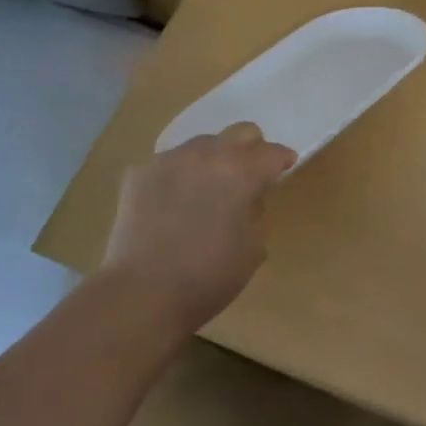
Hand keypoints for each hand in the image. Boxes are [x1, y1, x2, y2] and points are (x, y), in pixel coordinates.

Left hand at [100, 122, 296, 334]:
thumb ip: (257, 210)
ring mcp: (171, 159)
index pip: (272, 152)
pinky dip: (179, 175)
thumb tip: (248, 197)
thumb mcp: (254, 247)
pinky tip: (173, 201)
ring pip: (203, 144)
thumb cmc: (209, 276)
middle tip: (249, 174)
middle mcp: (208, 154)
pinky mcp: (140, 171)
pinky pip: (170, 162)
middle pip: (241, 132)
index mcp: (242, 172)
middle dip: (251, 149)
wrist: (142, 293)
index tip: (284, 169)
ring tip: (206, 188)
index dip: (282, 160)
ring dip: (213, 160)